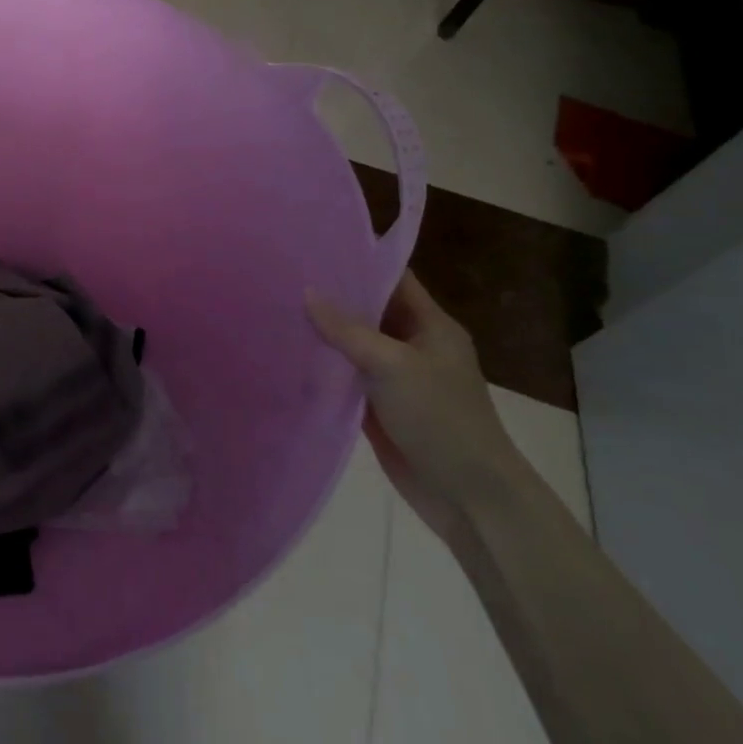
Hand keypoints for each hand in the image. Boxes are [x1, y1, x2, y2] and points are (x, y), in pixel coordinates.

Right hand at [307, 271, 524, 547]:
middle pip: (368, 311)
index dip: (358, 262)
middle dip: (330, 296)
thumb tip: (308, 293)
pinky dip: (321, 367)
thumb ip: (348, 330)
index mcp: (431, 326)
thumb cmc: (441, 419)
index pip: (393, 280)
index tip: (313, 247)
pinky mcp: (377, 406)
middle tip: (281, 276)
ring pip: (352, 345)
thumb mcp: (394, 365)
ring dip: (322, 332)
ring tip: (274, 307)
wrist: (468, 496)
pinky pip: (344, 377)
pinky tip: (286, 353)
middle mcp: (412, 345)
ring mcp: (394, 377)